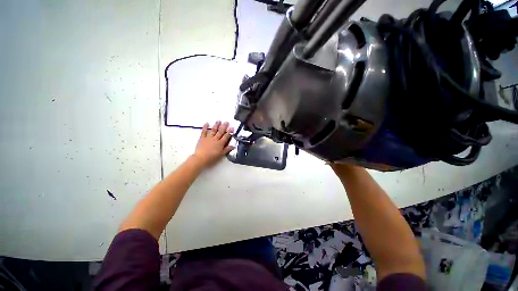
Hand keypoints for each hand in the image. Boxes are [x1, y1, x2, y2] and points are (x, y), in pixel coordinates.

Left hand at [192, 121, 234, 168]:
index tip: (232, 127)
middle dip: (224, 126)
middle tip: (226, 122)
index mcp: (220, 143)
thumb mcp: (221, 154)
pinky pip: (204, 132)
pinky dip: (205, 127)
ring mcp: (208, 138)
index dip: (229, 132)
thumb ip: (227, 149)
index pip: (226, 136)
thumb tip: (233, 146)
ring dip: (216, 125)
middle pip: (220, 132)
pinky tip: (207, 123)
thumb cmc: (212, 157)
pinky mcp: (202, 138)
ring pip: (213, 130)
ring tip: (219, 121)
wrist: (201, 158)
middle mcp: (215, 139)